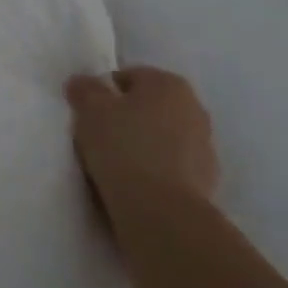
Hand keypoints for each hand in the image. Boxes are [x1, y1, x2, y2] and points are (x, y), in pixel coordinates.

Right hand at [64, 67, 219, 232]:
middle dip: (126, 118)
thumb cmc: (124, 148)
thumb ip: (84, 90)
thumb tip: (82, 82)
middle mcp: (194, 107)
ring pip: (160, 136)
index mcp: (168, 83)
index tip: (87, 115)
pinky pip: (170, 165)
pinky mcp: (206, 179)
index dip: (103, 94)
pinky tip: (135, 184)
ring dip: (142, 144)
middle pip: (147, 106)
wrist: (162, 211)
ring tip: (114, 165)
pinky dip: (154, 169)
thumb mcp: (90, 111)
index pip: (128, 77)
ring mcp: (204, 145)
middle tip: (98, 138)